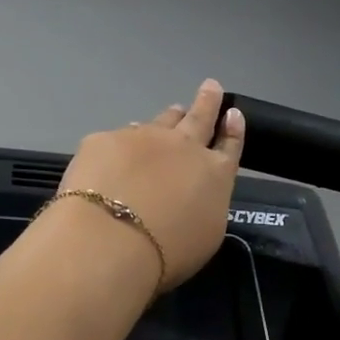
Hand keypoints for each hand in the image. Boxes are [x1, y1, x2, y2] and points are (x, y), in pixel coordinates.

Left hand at [54, 79, 245, 290]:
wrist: (111, 239)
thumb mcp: (205, 236)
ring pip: (161, 121)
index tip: (233, 113)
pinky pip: (120, 136)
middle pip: (200, 118)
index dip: (233, 129)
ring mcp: (144, 138)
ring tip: (173, 111)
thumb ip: (204, 206)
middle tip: (212, 86)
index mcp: (215, 174)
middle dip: (208, 102)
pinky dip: (126, 141)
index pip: (230, 146)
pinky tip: (119, 148)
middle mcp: (184, 148)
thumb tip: (192, 194)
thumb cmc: (167, 252)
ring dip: (170, 117)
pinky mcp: (105, 140)